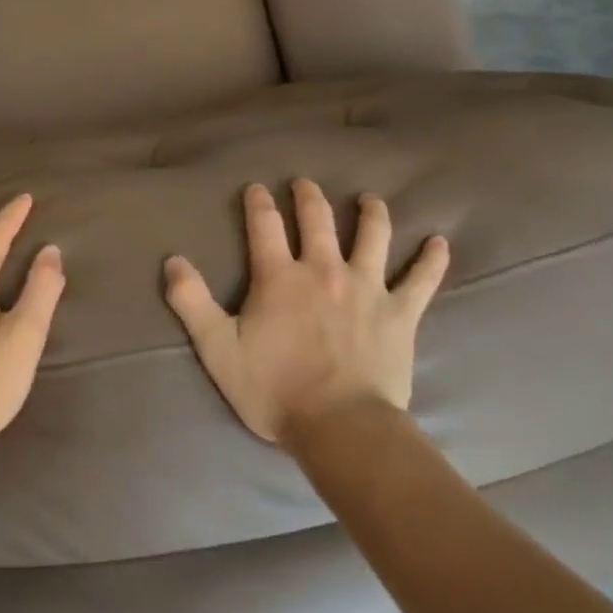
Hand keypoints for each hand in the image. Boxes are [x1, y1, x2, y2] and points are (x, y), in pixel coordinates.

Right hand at [164, 180, 448, 447]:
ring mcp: (367, 288)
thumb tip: (172, 261)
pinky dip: (431, 259)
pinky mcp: (400, 312)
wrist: (341, 428)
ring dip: (370, 213)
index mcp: (280, 277)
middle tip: (304, 183)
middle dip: (308, 196)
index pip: (264, 225)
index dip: (258, 202)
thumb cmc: (275, 390)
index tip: (257, 188)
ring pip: (372, 236)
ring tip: (368, 200)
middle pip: (317, 219)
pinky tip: (439, 242)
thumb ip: (192, 303)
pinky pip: (421, 279)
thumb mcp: (219, 350)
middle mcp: (324, 270)